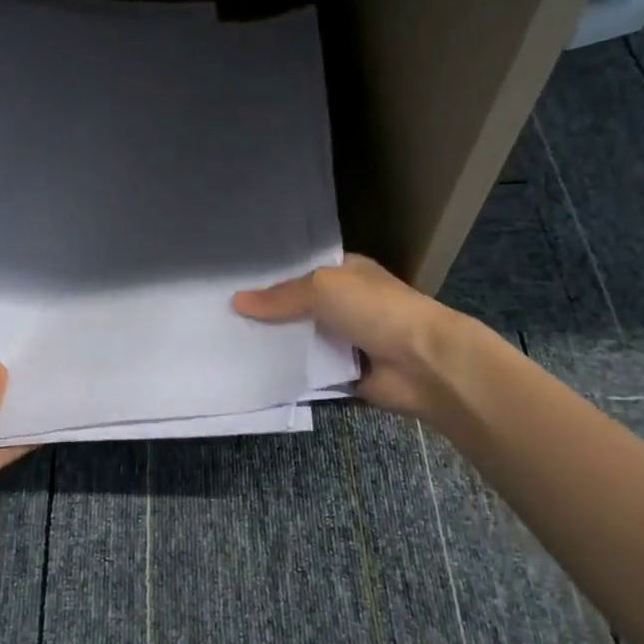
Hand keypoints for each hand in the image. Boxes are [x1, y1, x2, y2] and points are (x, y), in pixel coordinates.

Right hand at [233, 254, 469, 419]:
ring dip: (274, 345)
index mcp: (346, 273)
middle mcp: (345, 304)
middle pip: (296, 307)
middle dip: (266, 313)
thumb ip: (280, 296)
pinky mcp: (344, 373)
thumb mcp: (323, 289)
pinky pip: (308, 371)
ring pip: (300, 340)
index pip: (301, 270)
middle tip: (220, 317)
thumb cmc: (376, 311)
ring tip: (227, 344)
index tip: (232, 283)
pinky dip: (288, 372)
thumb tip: (237, 301)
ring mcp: (346, 340)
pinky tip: (253, 371)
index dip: (270, 276)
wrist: (423, 364)